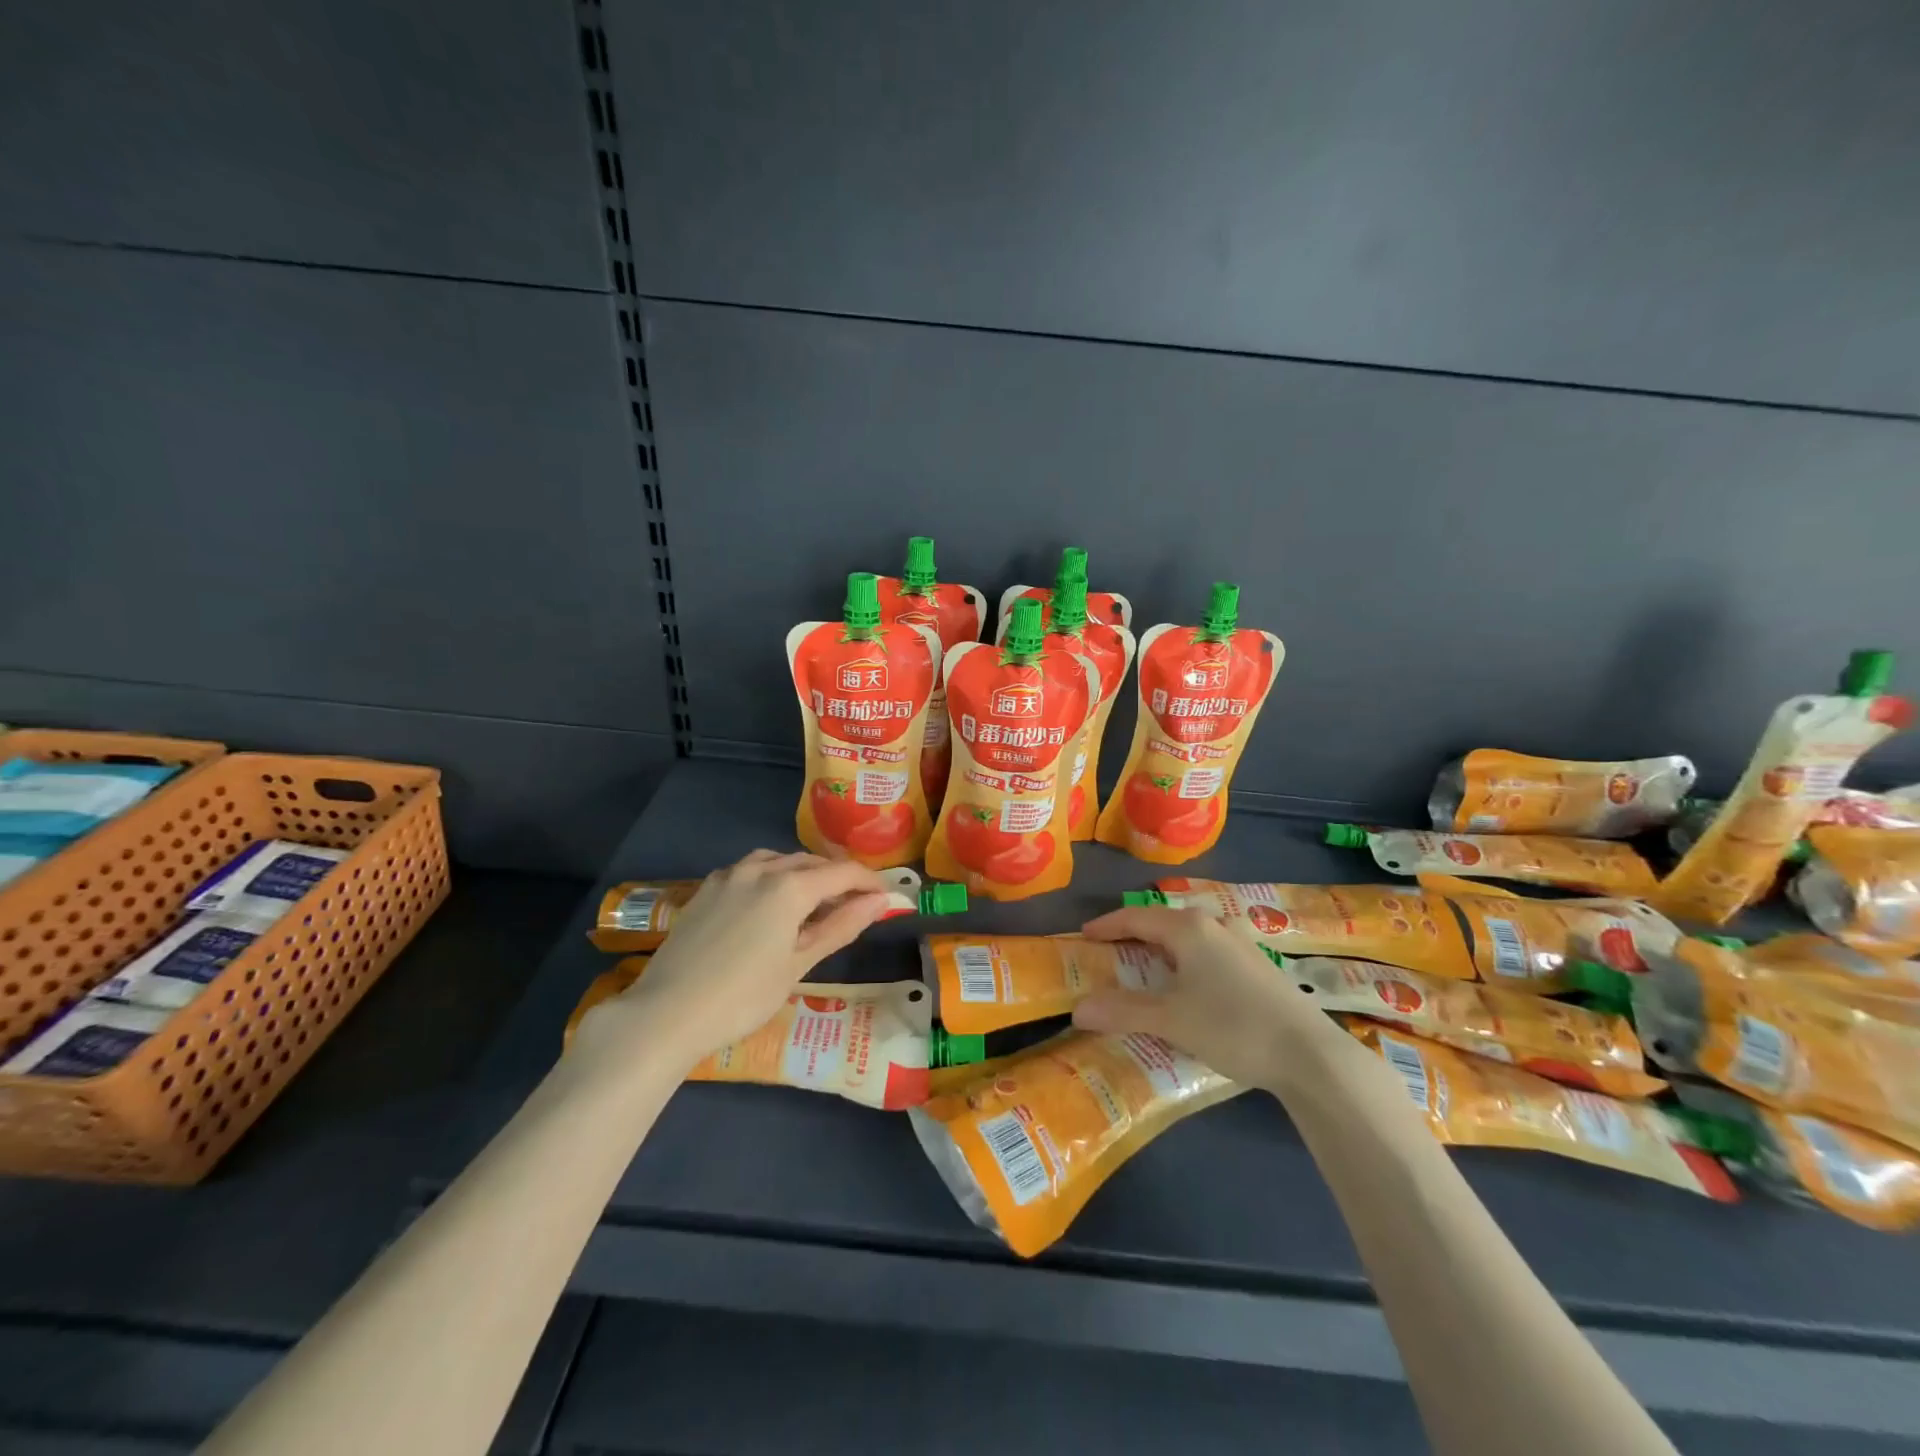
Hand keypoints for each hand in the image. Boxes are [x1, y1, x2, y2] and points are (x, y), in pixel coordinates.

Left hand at [578, 850, 892, 1069]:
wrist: (666, 1013)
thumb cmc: (743, 996)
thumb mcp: (798, 964)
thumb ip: (841, 926)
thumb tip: (880, 901)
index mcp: (790, 886)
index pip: (843, 872)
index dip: (869, 882)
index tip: (887, 897)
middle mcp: (761, 868)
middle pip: (811, 863)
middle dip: (838, 878)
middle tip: (855, 905)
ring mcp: (729, 876)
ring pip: (779, 861)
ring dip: (803, 874)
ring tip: (814, 902)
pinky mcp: (706, 889)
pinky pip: (750, 870)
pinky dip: (772, 877)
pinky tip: (770, 904)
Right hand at [1071, 905, 1332, 1088]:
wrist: (1310, 1055)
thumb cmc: (1232, 1026)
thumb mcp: (1170, 1020)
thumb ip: (1122, 1011)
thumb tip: (1077, 1009)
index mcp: (1188, 928)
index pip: (1136, 917)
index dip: (1107, 925)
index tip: (1084, 935)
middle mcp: (1214, 926)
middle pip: (1164, 922)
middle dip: (1136, 935)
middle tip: (1113, 954)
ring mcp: (1242, 944)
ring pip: (1192, 936)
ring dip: (1166, 948)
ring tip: (1150, 968)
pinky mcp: (1260, 966)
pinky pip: (1211, 952)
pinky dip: (1190, 961)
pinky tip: (1193, 985)